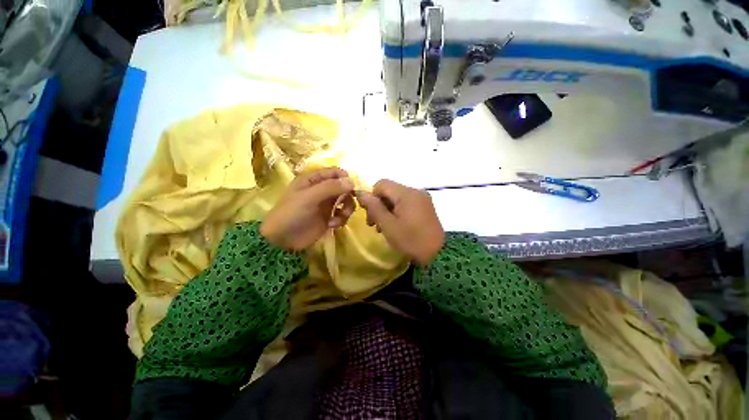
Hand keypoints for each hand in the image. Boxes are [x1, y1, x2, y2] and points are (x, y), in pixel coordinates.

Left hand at [261, 168, 354, 250]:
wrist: (283, 240)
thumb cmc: (292, 213)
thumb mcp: (309, 197)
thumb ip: (330, 187)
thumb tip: (352, 181)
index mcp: (313, 180)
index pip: (334, 172)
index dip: (345, 178)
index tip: (352, 188)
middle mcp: (321, 190)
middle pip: (343, 187)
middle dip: (348, 195)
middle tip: (346, 204)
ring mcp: (326, 204)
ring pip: (345, 201)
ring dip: (347, 208)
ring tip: (341, 216)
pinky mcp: (329, 218)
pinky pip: (342, 214)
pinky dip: (341, 219)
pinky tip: (332, 225)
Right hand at [356, 180, 444, 265]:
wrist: (438, 254)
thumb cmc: (410, 240)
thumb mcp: (388, 225)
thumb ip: (374, 207)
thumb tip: (361, 193)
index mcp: (406, 193)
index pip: (381, 184)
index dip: (372, 197)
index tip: (370, 214)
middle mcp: (415, 191)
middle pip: (389, 190)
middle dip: (379, 205)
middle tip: (374, 224)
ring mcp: (422, 198)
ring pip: (397, 197)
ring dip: (387, 209)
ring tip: (383, 227)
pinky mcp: (425, 206)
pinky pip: (406, 203)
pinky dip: (397, 211)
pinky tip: (395, 225)